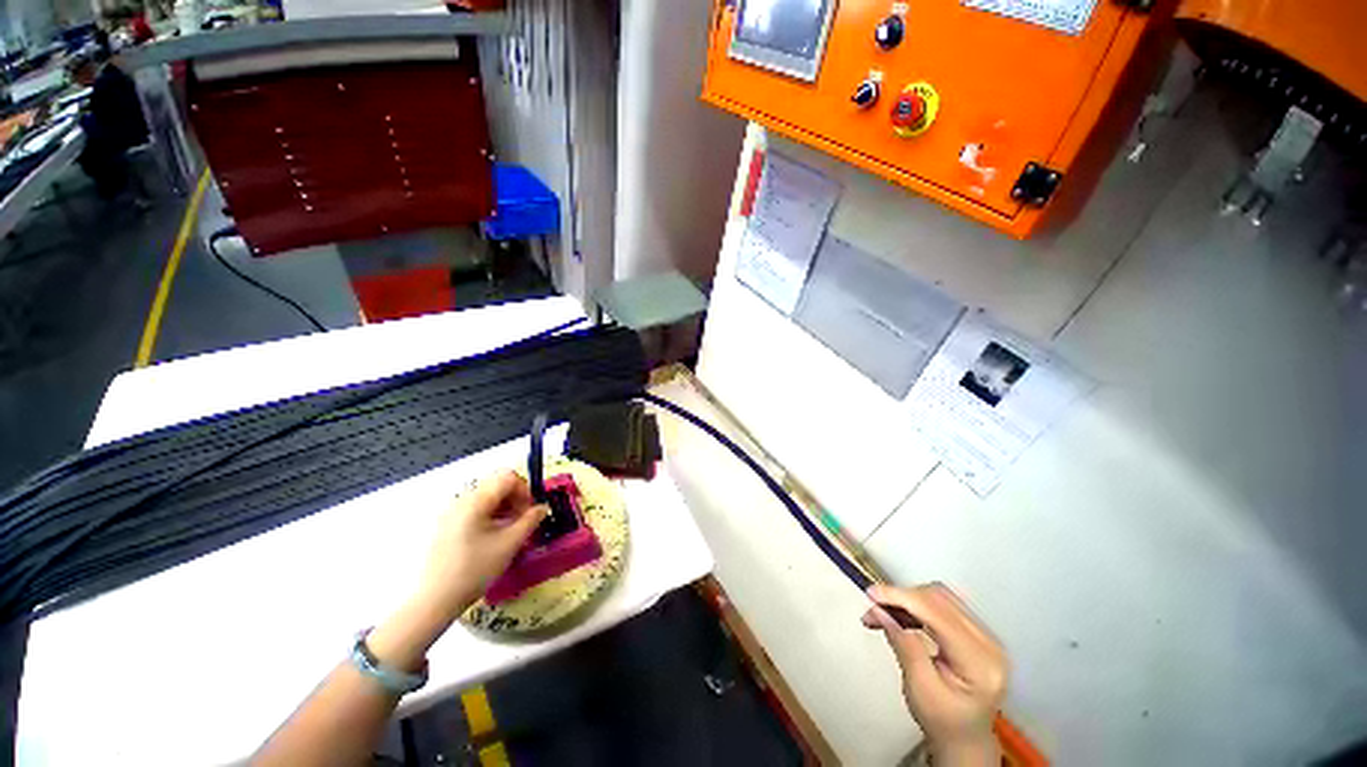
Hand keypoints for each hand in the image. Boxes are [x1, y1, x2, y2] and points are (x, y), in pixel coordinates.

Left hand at [415, 470, 546, 620]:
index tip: (532, 511)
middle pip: (497, 485)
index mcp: (476, 500)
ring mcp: (452, 513)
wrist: (434, 600)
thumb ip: (530, 520)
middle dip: (516, 499)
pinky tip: (495, 538)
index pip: (508, 477)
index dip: (525, 490)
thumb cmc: (475, 570)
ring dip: (505, 508)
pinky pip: (476, 510)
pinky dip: (492, 517)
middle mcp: (462, 500)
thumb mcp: (509, 544)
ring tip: (512, 531)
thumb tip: (543, 507)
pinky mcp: (448, 526)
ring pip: (488, 498)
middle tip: (525, 522)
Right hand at [863, 583, 1007, 765]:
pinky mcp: (976, 632)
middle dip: (902, 598)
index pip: (939, 614)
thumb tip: (880, 610)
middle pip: (940, 599)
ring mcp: (985, 635)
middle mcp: (989, 642)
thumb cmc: (942, 721)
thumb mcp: (919, 689)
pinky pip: (943, 605)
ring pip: (939, 597)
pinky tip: (901, 616)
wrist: (964, 738)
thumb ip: (903, 646)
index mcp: (980, 662)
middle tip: (873, 609)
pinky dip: (916, 605)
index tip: (871, 594)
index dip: (903, 597)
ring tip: (884, 614)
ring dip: (907, 599)